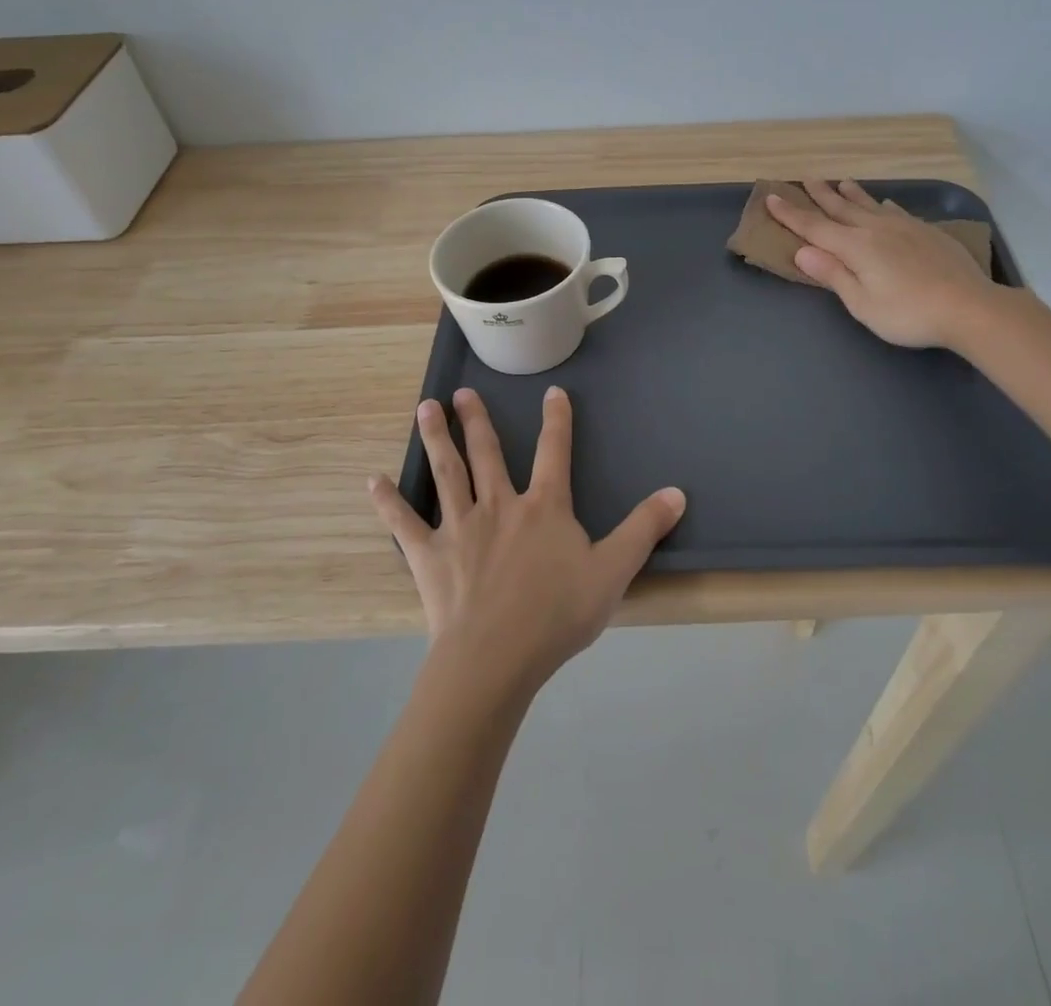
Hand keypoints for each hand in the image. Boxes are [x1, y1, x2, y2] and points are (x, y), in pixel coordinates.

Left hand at [368, 386, 685, 694]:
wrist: (496, 658)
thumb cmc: (556, 614)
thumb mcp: (613, 571)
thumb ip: (644, 529)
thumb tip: (677, 492)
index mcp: (543, 507)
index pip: (554, 452)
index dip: (556, 421)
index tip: (552, 392)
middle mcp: (499, 505)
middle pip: (487, 454)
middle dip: (476, 421)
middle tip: (461, 393)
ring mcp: (460, 528)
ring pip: (447, 473)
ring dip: (436, 439)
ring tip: (425, 409)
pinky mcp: (429, 555)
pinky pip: (405, 523)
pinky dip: (389, 501)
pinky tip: (373, 480)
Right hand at [767, 179, 996, 349]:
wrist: (968, 307)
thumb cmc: (908, 313)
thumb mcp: (862, 303)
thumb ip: (833, 274)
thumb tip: (803, 250)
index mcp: (855, 247)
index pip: (814, 227)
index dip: (791, 214)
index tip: (772, 197)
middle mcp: (876, 229)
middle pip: (841, 209)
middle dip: (820, 195)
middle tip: (806, 179)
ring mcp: (904, 227)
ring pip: (869, 205)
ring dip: (851, 194)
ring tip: (840, 181)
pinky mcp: (926, 232)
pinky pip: (896, 212)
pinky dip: (883, 206)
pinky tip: (884, 205)